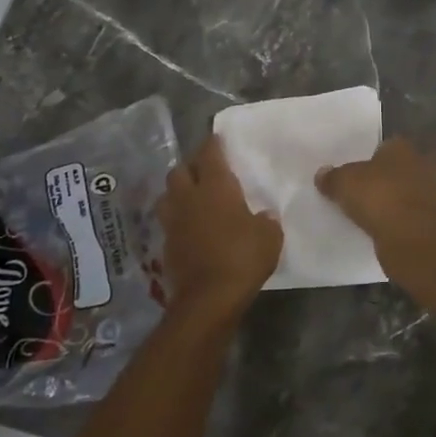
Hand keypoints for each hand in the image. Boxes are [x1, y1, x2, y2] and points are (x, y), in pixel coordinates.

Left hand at [156, 135, 281, 325]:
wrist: (208, 299)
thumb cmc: (242, 257)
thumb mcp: (269, 236)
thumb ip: (266, 220)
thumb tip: (264, 215)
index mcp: (215, 187)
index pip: (210, 154)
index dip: (213, 144)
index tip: (217, 138)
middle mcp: (189, 198)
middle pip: (180, 170)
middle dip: (191, 166)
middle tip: (205, 170)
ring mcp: (173, 222)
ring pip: (168, 195)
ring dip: (178, 192)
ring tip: (192, 196)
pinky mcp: (166, 245)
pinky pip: (169, 222)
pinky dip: (179, 219)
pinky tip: (191, 226)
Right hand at [316, 138, 435, 257]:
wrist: (410, 235)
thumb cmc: (377, 197)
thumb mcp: (343, 183)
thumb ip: (332, 177)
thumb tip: (322, 173)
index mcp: (402, 148)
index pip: (391, 145)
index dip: (380, 157)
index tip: (368, 172)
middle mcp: (425, 165)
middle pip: (416, 165)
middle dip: (406, 175)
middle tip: (384, 190)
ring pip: (431, 190)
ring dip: (420, 197)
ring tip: (398, 211)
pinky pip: (433, 216)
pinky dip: (425, 220)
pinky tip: (410, 229)